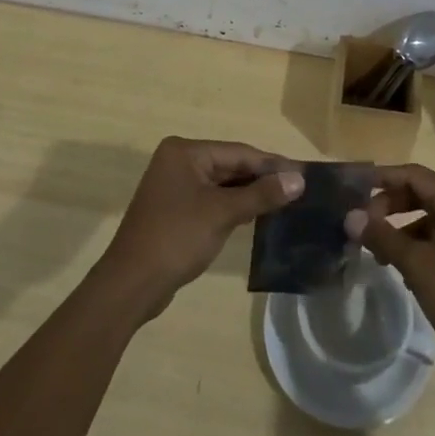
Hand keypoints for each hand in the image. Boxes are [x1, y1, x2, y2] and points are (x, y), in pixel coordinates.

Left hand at [92, 137, 302, 324]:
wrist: (131, 284)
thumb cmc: (177, 238)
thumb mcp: (222, 213)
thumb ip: (261, 195)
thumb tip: (298, 180)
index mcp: (185, 151)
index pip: (238, 152)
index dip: (271, 163)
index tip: (303, 173)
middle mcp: (178, 161)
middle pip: (230, 165)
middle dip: (261, 178)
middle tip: (298, 189)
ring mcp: (174, 186)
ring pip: (222, 184)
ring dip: (249, 193)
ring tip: (285, 201)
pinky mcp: (175, 209)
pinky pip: (211, 199)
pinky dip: (233, 206)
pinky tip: (256, 215)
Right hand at [346, 163, 434, 379]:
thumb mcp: (418, 266)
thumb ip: (382, 236)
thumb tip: (350, 217)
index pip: (413, 175)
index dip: (381, 179)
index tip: (352, 189)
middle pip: (421, 194)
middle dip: (389, 207)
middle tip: (363, 226)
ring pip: (430, 219)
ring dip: (402, 230)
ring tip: (379, 254)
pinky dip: (420, 247)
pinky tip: (405, 272)